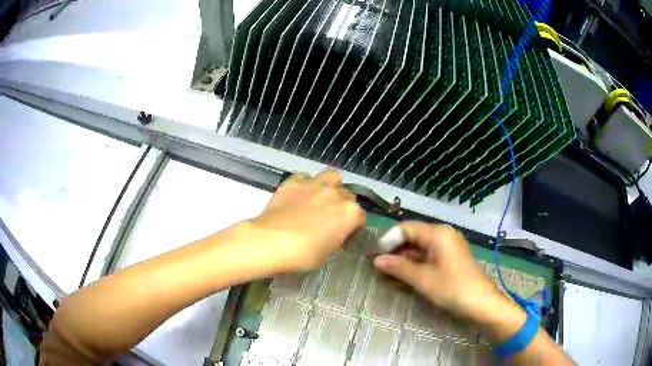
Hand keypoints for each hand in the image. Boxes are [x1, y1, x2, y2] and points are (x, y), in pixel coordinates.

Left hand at [248, 171, 365, 272]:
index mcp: (350, 213)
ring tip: (320, 199)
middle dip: (341, 207)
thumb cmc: (303, 254)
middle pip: (347, 196)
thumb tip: (330, 233)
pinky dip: (304, 185)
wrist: (271, 241)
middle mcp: (336, 194)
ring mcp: (315, 184)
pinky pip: (305, 178)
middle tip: (329, 221)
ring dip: (330, 186)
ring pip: (331, 177)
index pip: (360, 218)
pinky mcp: (294, 181)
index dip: (352, 229)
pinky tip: (298, 196)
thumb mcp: (327, 253)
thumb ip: (335, 238)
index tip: (342, 238)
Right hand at [373, 222, 510, 323]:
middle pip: (413, 236)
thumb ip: (398, 267)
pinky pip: (428, 255)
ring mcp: (448, 246)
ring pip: (420, 247)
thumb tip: (376, 260)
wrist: (480, 302)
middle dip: (395, 250)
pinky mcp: (450, 258)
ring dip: (404, 258)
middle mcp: (443, 235)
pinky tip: (404, 275)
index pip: (406, 228)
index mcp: (438, 233)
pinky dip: (415, 264)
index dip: (389, 240)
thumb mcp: (423, 279)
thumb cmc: (452, 288)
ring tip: (387, 272)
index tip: (375, 257)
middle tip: (378, 266)